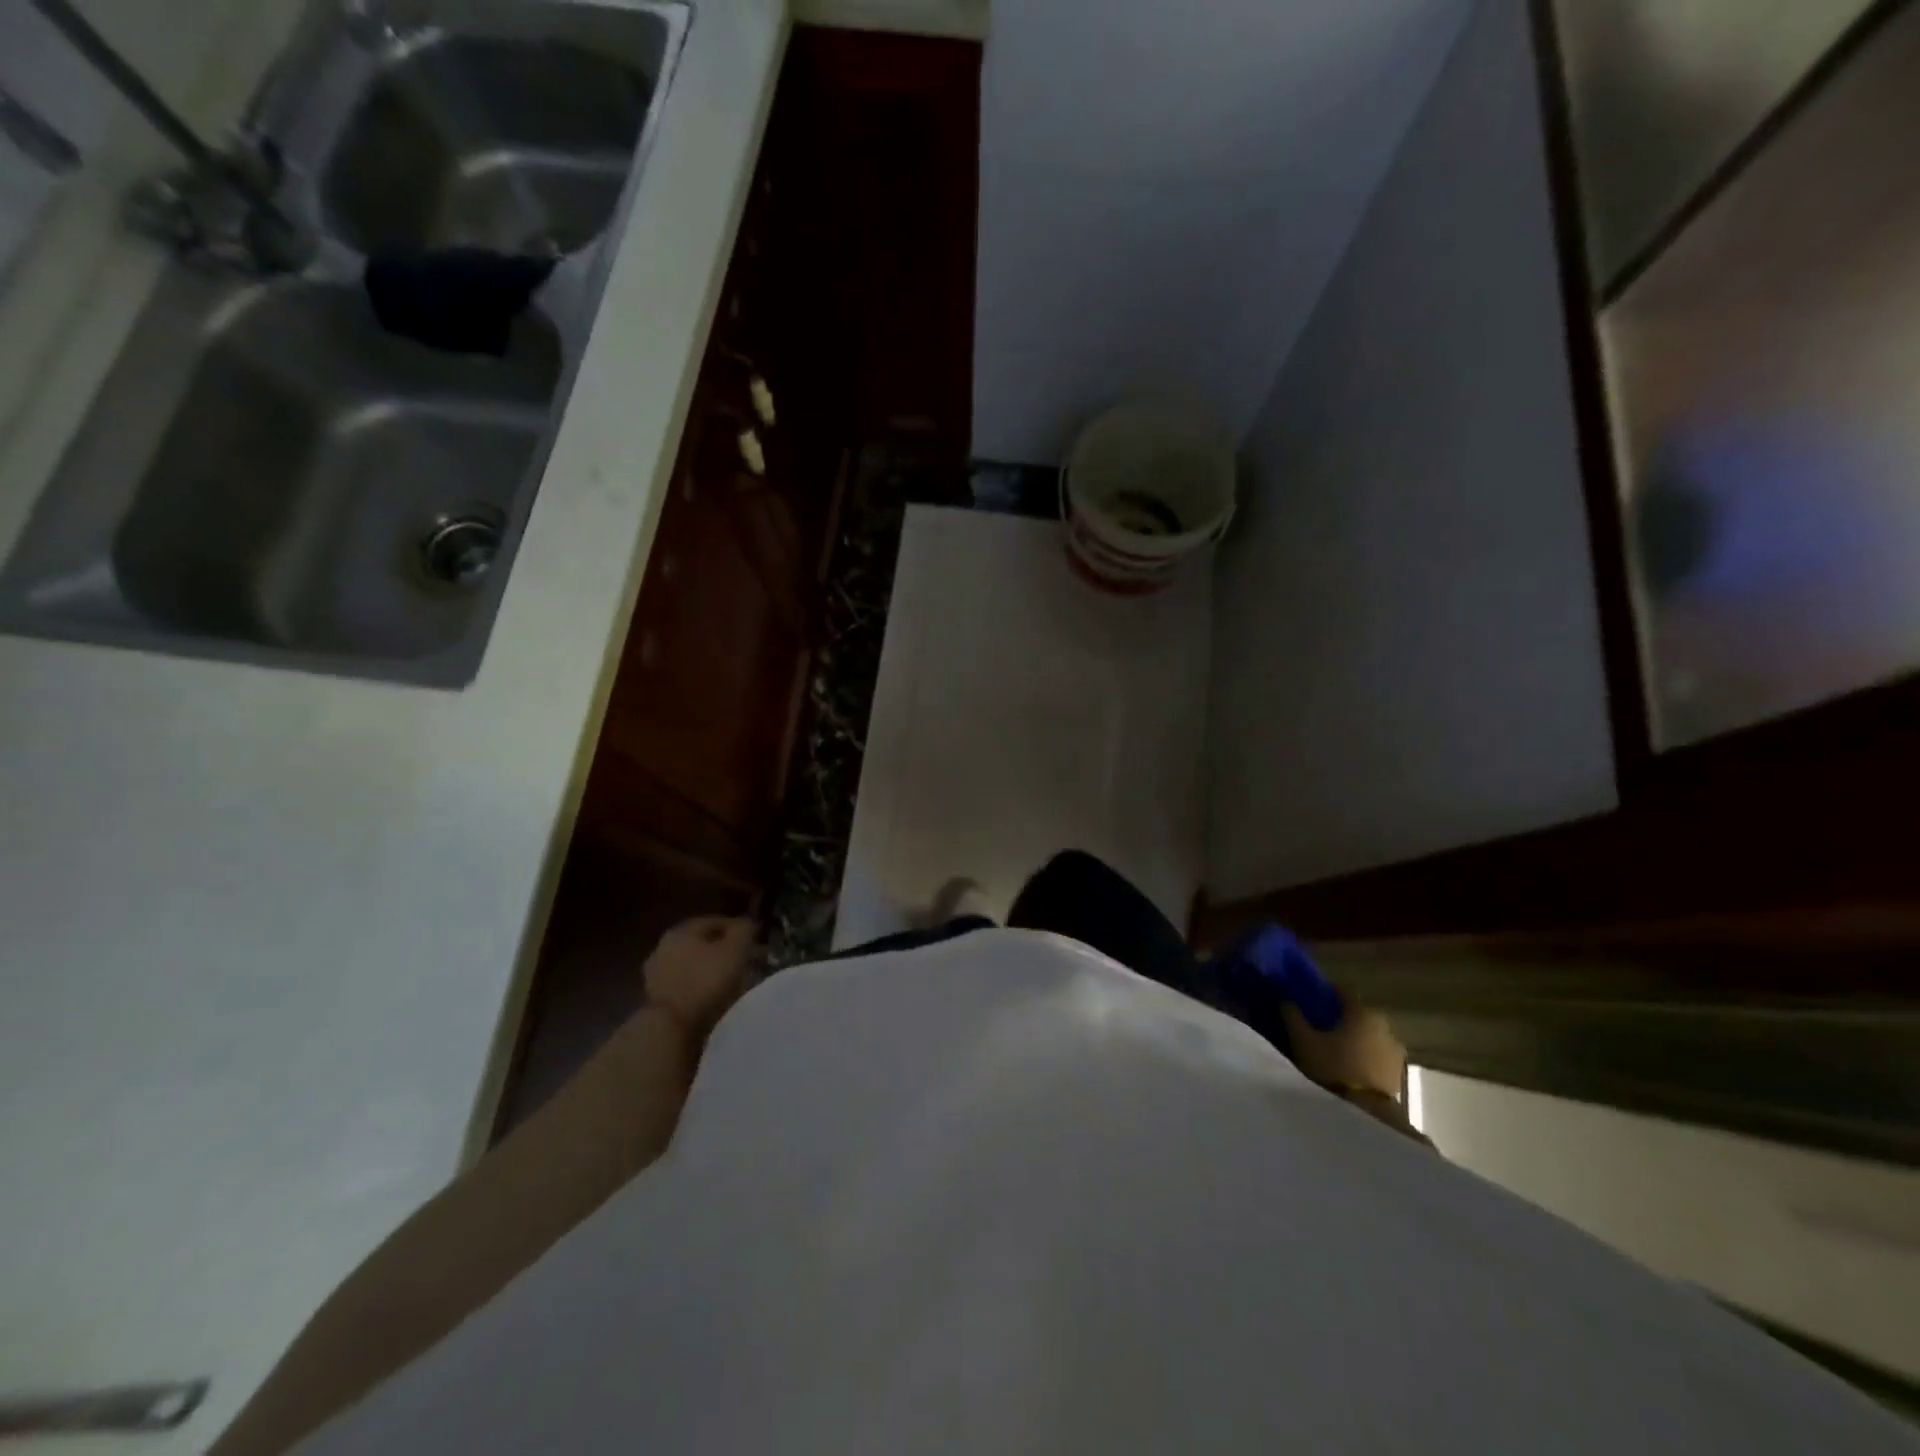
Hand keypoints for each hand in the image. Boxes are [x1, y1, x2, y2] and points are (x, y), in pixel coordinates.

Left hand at [644, 916, 758, 1035]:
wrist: (671, 1028)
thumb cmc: (705, 980)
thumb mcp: (734, 950)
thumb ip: (743, 931)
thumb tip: (747, 924)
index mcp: (680, 931)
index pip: (713, 921)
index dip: (737, 927)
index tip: (755, 937)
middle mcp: (664, 948)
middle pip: (702, 945)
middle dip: (726, 951)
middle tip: (748, 959)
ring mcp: (657, 976)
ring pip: (695, 967)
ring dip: (714, 971)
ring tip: (737, 981)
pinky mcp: (658, 1001)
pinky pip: (688, 987)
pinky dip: (704, 989)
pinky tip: (719, 998)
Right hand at [1281, 994, 1405, 1099]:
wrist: (1365, 1112)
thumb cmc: (1332, 1066)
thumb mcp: (1303, 1040)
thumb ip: (1293, 1016)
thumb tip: (1286, 1000)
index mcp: (1361, 1012)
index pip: (1341, 992)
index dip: (1324, 993)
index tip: (1310, 999)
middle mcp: (1383, 1025)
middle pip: (1357, 1014)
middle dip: (1340, 1018)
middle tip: (1320, 1027)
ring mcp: (1395, 1050)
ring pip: (1369, 1035)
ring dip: (1355, 1038)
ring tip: (1335, 1049)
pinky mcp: (1399, 1072)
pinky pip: (1377, 1055)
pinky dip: (1365, 1055)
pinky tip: (1350, 1065)